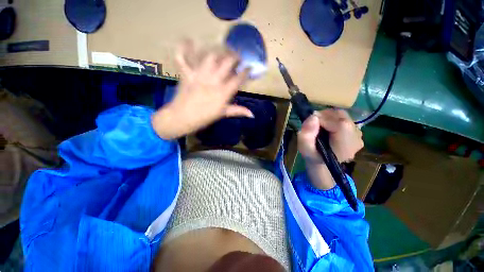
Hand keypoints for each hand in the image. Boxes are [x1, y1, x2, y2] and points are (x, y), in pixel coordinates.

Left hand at [152, 41, 252, 139]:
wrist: (182, 118)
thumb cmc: (204, 117)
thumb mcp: (222, 114)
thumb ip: (237, 111)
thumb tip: (252, 115)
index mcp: (222, 93)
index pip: (238, 79)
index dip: (245, 72)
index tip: (249, 67)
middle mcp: (213, 81)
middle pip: (226, 63)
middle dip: (235, 57)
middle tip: (238, 56)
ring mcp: (199, 76)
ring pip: (210, 57)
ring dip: (218, 52)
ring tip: (223, 51)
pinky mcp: (187, 74)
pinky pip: (183, 58)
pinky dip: (185, 48)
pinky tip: (189, 40)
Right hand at [297, 109, 362, 189]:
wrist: (324, 163)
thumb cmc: (313, 157)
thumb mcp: (305, 149)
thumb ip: (306, 135)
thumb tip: (313, 117)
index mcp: (345, 145)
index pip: (339, 124)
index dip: (323, 118)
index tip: (311, 122)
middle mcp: (356, 138)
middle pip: (341, 116)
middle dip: (325, 116)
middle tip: (313, 123)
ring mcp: (358, 134)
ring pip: (342, 115)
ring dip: (328, 117)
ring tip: (319, 125)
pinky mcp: (356, 131)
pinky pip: (344, 118)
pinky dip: (333, 119)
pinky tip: (326, 128)